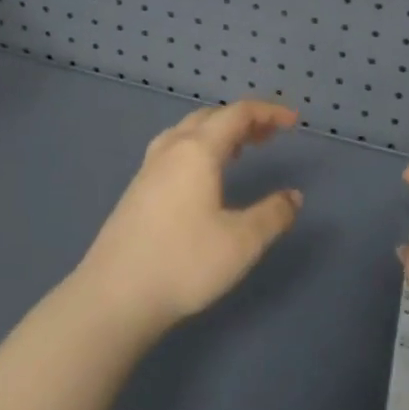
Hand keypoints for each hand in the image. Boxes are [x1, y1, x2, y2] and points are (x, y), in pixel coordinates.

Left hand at [74, 100, 302, 339]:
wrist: (114, 297)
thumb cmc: (183, 263)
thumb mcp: (242, 242)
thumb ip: (272, 215)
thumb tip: (293, 197)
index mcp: (197, 150)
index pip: (237, 114)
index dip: (268, 112)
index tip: (293, 122)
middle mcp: (171, 150)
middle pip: (210, 117)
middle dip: (243, 120)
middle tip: (269, 136)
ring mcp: (148, 170)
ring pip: (187, 132)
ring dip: (218, 132)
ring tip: (240, 149)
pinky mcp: (136, 191)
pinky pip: (174, 150)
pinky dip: (198, 148)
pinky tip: (203, 177)